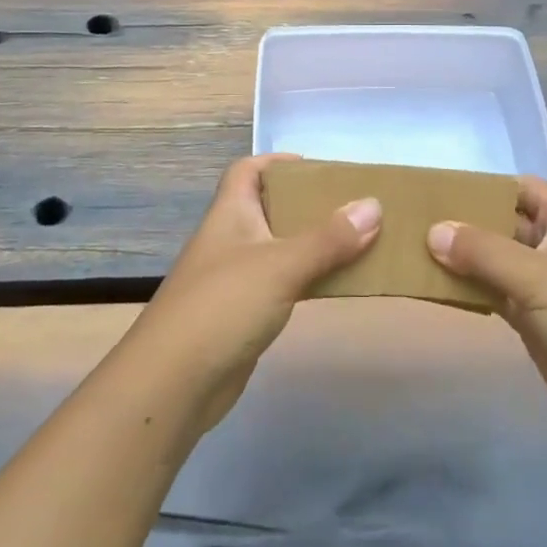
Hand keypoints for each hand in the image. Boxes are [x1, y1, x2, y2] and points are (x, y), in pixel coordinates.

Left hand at [124, 154, 380, 433]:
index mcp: (230, 213)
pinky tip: (333, 285)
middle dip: (307, 204)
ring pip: (279, 248)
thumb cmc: (223, 306)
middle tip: (350, 206)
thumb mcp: (281, 265)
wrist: (173, 384)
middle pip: (269, 208)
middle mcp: (230, 239)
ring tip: (355, 242)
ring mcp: (234, 279)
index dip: (277, 162)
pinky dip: (306, 280)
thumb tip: (373, 205)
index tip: (317, 169)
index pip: (247, 170)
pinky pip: (281, 285)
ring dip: (312, 244)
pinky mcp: (241, 315)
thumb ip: (328, 238)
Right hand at [429, 177, 546, 450]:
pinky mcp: (530, 318)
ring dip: (458, 257)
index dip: (480, 185)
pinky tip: (431, 285)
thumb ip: (482, 251)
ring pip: (490, 259)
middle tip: (410, 220)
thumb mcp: (538, 275)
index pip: (515, 187)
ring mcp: (540, 283)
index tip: (435, 189)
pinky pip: (490, 292)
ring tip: (409, 248)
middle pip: (498, 222)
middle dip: (461, 221)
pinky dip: (465, 289)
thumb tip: (432, 231)